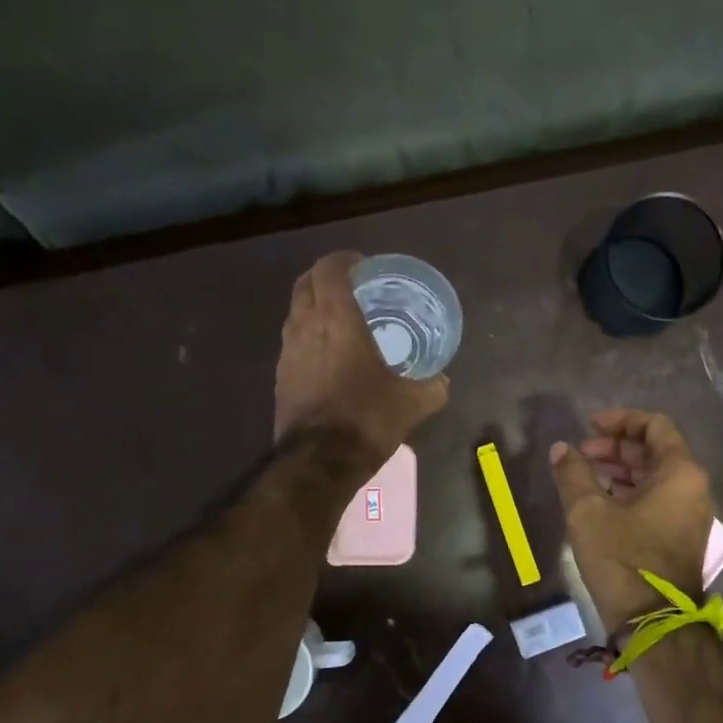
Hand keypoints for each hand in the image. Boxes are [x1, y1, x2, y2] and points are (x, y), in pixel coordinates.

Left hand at [274, 252, 447, 465]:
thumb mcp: (412, 403)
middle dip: (326, 278)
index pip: (330, 269)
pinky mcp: (280, 377)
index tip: (363, 265)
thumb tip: (442, 381)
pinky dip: (309, 337)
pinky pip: (293, 343)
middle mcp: (305, 326)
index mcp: (337, 319)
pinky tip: (329, 358)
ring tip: (341, 321)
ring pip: (295, 313)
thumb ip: (431, 387)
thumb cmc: (367, 418)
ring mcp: (287, 352)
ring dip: (314, 307)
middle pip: (305, 284)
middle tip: (352, 288)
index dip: (344, 260)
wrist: (320, 461)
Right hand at [550, 409, 714, 632]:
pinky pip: (657, 500)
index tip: (589, 427)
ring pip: (655, 477)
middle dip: (616, 448)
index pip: (655, 426)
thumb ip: (573, 473)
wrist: (653, 622)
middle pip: (655, 451)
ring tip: (585, 477)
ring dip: (620, 471)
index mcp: (679, 472)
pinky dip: (630, 493)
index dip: (620, 420)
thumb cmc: (623, 559)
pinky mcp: (681, 538)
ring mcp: (690, 515)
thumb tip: (562, 448)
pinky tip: (600, 502)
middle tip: (581, 455)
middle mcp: (693, 488)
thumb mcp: (588, 512)